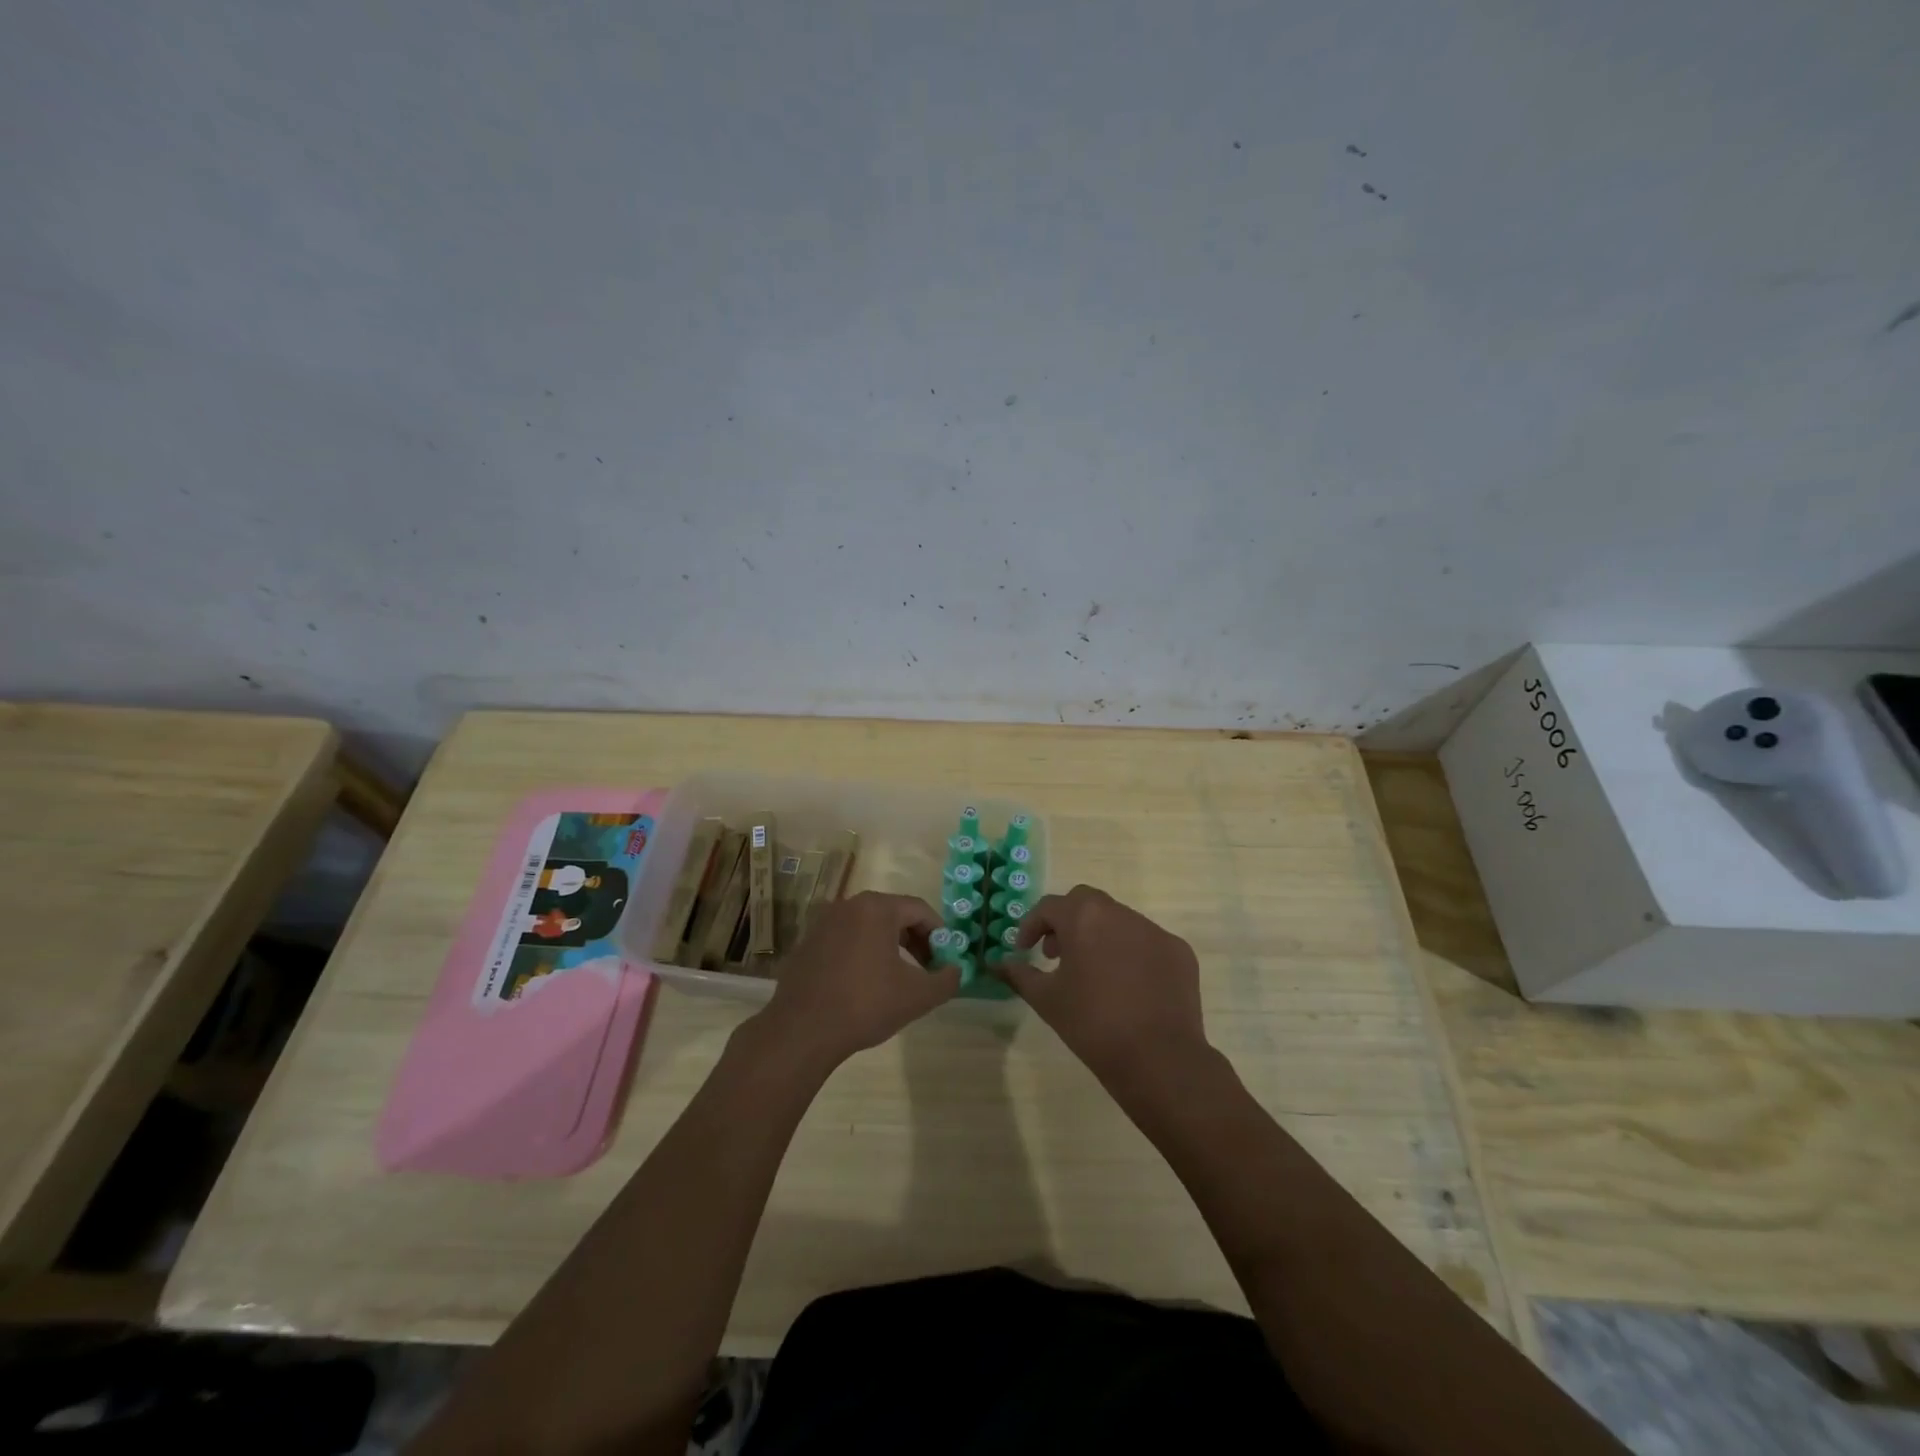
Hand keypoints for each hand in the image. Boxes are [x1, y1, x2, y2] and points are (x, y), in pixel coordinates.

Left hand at [752, 891, 957, 1071]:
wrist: (801, 1031)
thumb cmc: (865, 1005)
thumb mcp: (918, 996)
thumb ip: (946, 980)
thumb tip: (955, 971)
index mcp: (876, 908)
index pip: (919, 909)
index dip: (939, 933)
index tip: (945, 959)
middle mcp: (848, 905)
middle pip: (893, 914)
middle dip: (915, 939)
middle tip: (927, 968)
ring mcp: (823, 923)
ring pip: (868, 927)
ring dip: (889, 947)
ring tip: (898, 978)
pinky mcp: (807, 943)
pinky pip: (845, 940)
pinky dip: (862, 953)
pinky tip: (864, 985)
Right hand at [997, 885, 1212, 1090]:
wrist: (1158, 1058)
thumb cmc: (1092, 1024)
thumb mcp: (1046, 999)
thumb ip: (1019, 975)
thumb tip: (997, 964)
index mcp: (1084, 918)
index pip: (1049, 907)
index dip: (1031, 926)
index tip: (1024, 950)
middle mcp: (1120, 913)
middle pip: (1085, 903)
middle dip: (1066, 922)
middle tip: (1057, 955)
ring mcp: (1154, 930)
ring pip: (1118, 920)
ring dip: (1099, 936)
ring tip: (1093, 973)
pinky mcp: (1178, 951)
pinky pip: (1146, 942)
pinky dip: (1131, 953)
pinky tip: (1127, 987)